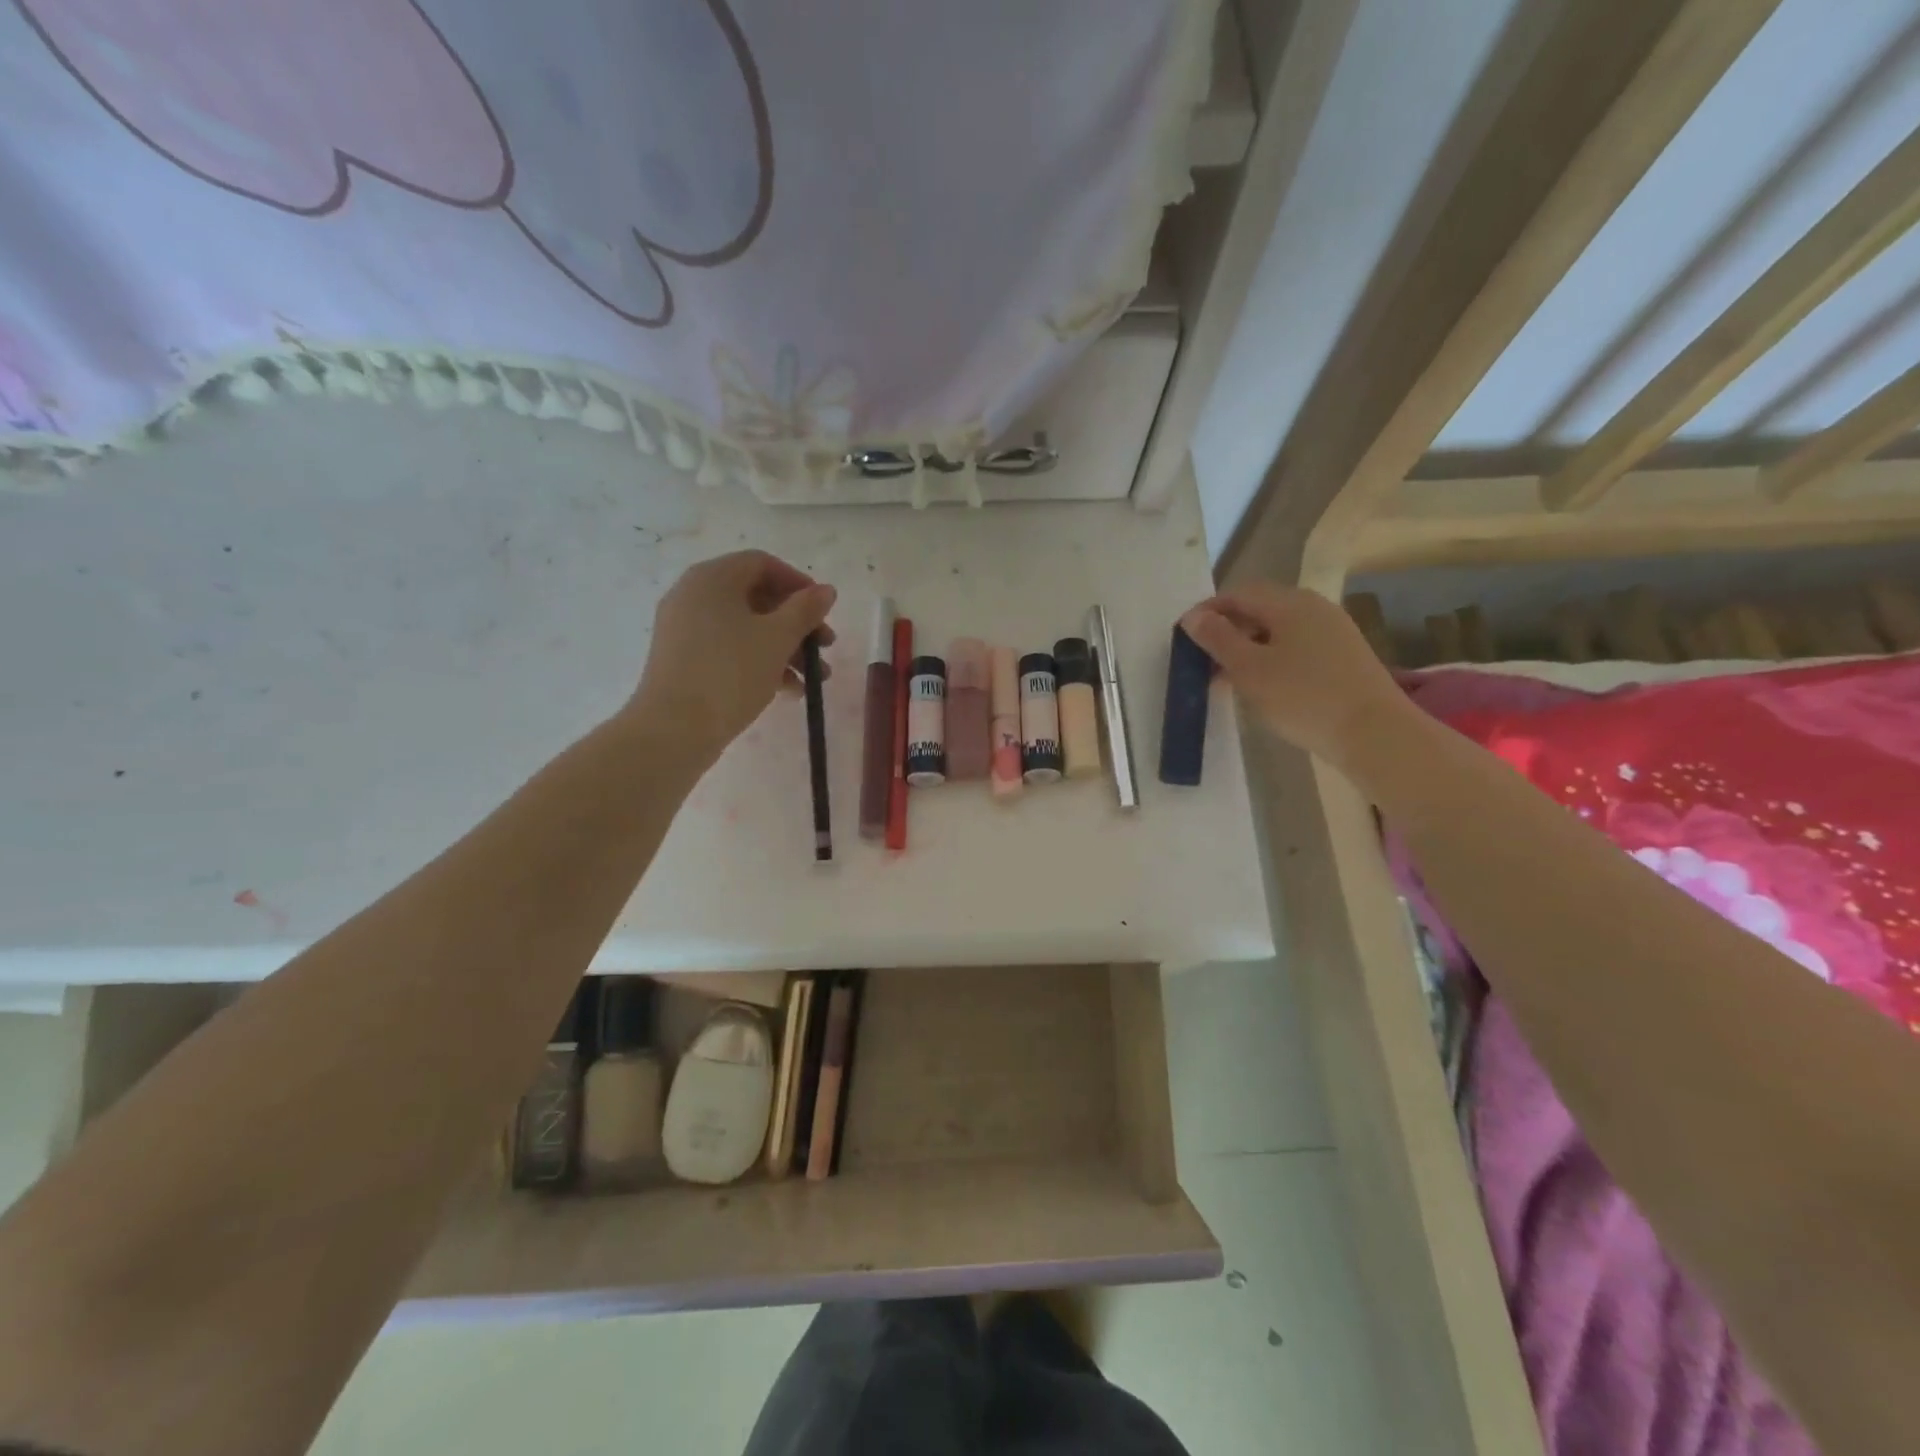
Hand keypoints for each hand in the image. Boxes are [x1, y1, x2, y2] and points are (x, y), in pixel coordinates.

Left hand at [631, 551, 836, 762]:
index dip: (799, 583)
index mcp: (712, 578)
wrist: (674, 729)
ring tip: (814, 679)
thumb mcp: (777, 639)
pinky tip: (788, 691)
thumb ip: (805, 610)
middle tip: (825, 647)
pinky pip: (729, 650)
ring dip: (785, 648)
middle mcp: (694, 595)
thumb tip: (826, 590)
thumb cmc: (730, 673)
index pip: (762, 564)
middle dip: (797, 623)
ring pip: (746, 628)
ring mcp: (686, 629)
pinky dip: (760, 662)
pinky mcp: (684, 660)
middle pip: (756, 597)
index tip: (824, 611)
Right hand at [1180, 583, 1408, 766]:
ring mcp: (1333, 631)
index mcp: (1290, 603)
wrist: (1374, 733)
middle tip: (1201, 661)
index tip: (1184, 638)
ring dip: (1247, 648)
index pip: (1239, 593)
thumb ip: (1218, 639)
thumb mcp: (1250, 669)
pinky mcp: (1343, 657)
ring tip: (1226, 678)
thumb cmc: (1303, 697)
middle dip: (1226, 631)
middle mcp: (1314, 608)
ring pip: (1277, 630)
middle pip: (1259, 609)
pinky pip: (1295, 647)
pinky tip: (1261, 686)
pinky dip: (1270, 659)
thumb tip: (1193, 617)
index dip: (1208, 611)